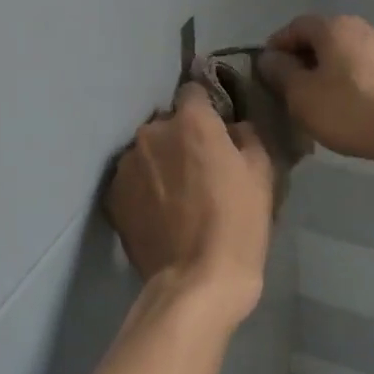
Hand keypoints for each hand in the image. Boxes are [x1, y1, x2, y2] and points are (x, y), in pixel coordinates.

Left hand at [105, 83, 273, 326]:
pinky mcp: (112, 195)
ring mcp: (127, 164)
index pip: (193, 90)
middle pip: (168, 123)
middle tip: (200, 168)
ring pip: (147, 150)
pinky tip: (159, 212)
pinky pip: (132, 178)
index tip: (217, 129)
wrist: (196, 282)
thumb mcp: (262, 173)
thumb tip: (233, 126)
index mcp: (191, 121)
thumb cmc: (237, 223)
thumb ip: (247, 135)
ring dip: (160, 162)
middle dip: (181, 137)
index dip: (207, 108)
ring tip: (177, 196)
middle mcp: (152, 132)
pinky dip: (144, 187)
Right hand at [257, 14, 373, 167]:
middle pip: (320, 37)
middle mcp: (360, 26)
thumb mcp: (302, 96)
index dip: (276, 47)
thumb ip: (280, 73)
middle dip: (300, 59)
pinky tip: (344, 104)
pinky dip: (346, 80)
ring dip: (324, 71)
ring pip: (342, 53)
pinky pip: (361, 67)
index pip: (294, 27)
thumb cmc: (351, 110)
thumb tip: (268, 58)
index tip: (265, 72)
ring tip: (314, 99)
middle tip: (287, 88)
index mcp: (333, 27)